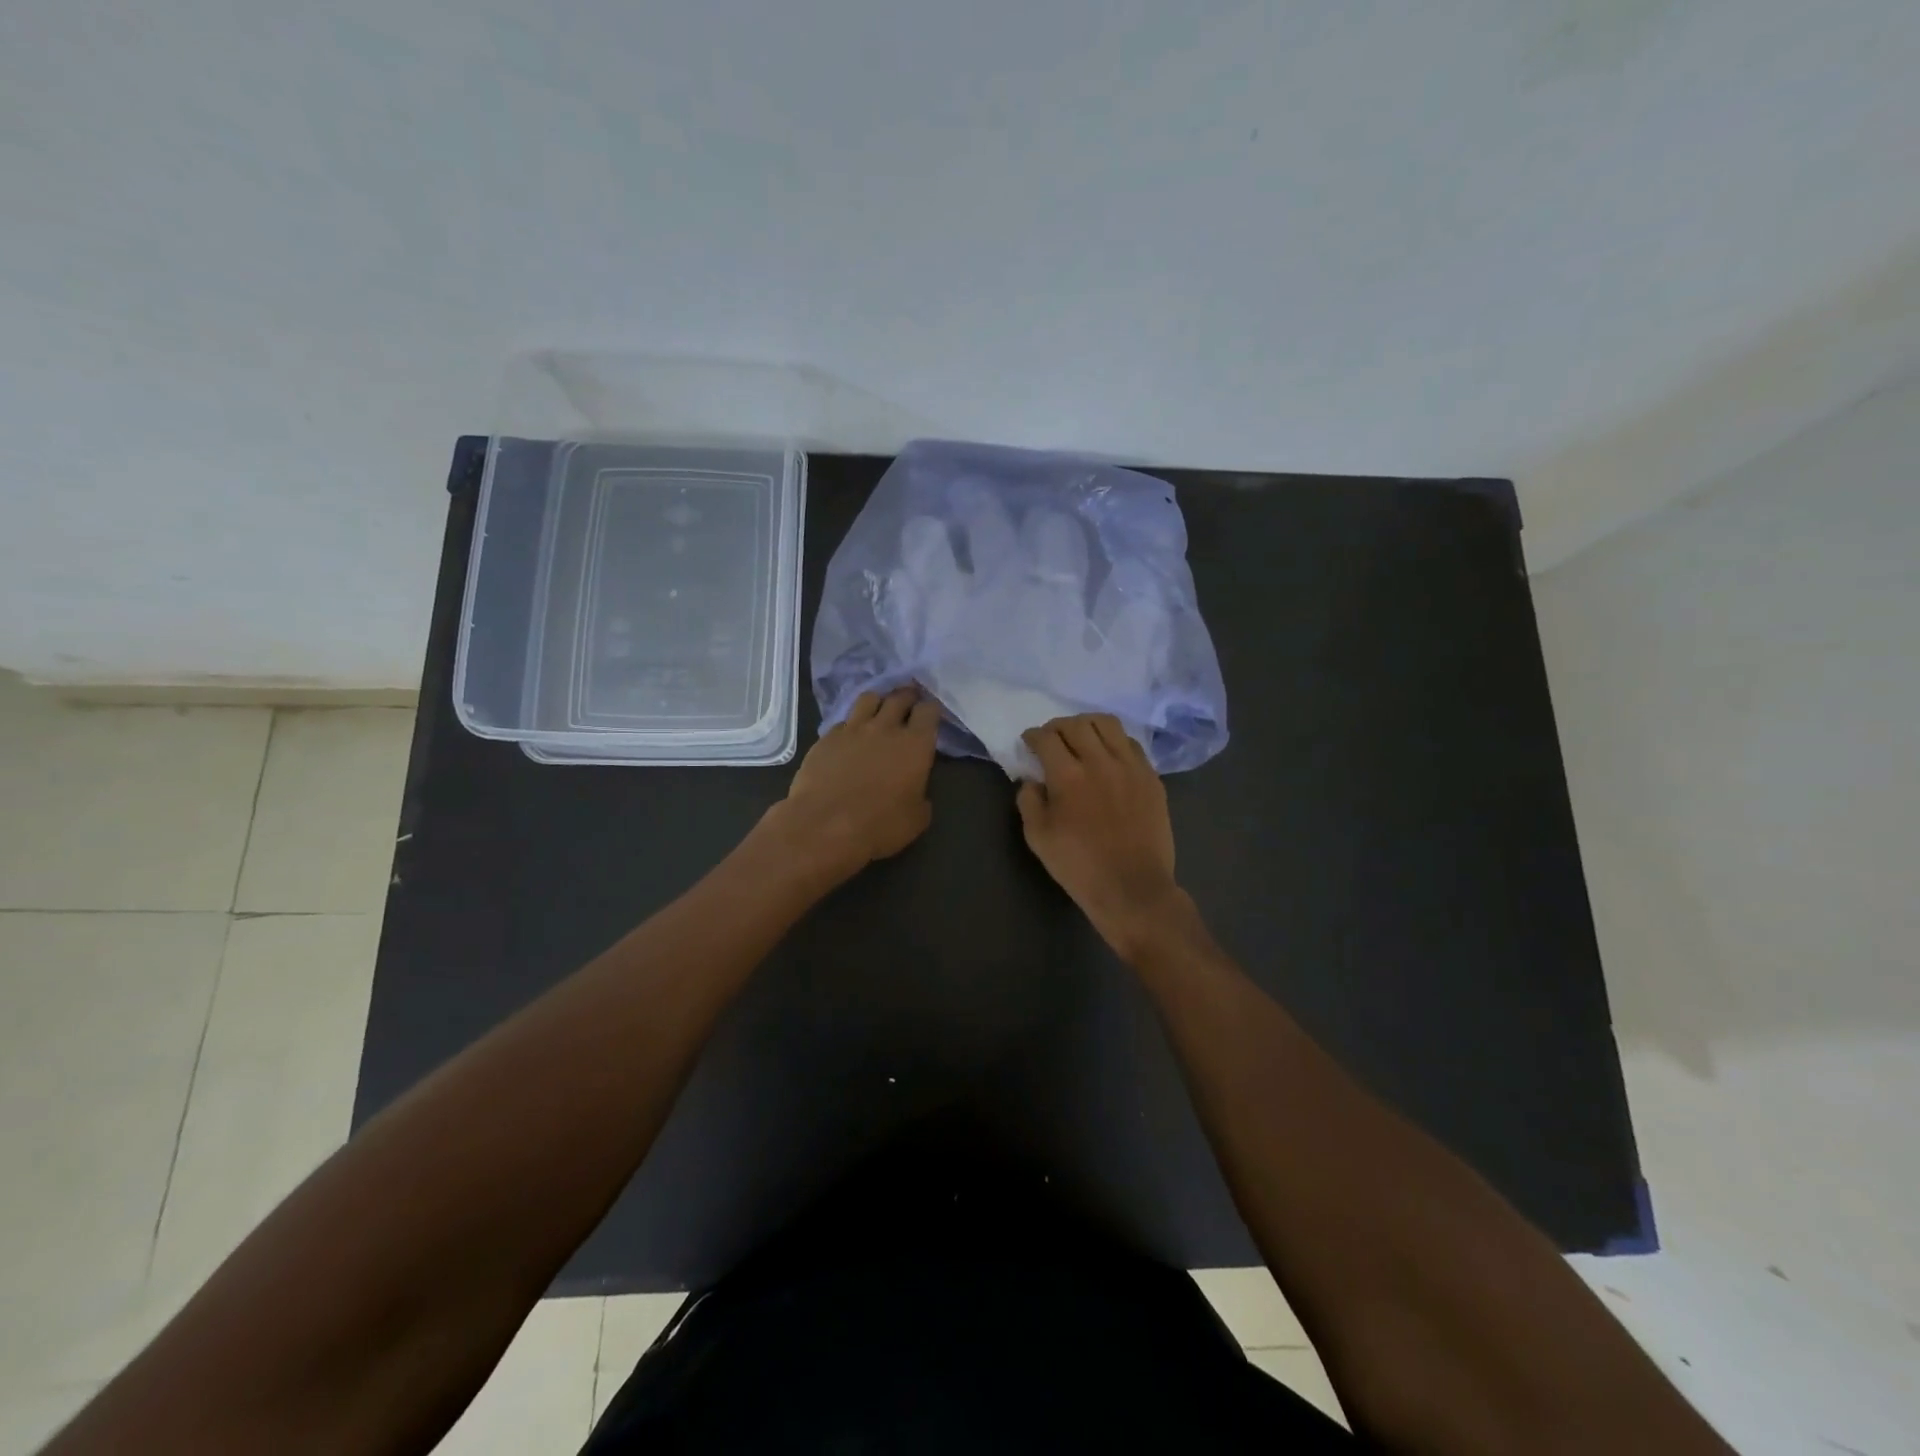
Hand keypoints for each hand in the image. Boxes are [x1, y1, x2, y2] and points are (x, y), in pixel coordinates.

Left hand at [765, 687, 940, 882]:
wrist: (825, 825)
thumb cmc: (879, 825)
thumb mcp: (916, 818)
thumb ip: (920, 796)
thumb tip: (915, 790)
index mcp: (915, 744)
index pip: (928, 711)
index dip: (930, 710)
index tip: (931, 715)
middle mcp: (886, 728)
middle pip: (899, 697)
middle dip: (907, 696)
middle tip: (909, 701)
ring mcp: (853, 729)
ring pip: (868, 698)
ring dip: (878, 701)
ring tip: (879, 709)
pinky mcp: (826, 738)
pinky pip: (843, 721)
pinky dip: (851, 724)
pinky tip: (850, 735)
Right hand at [1016, 715, 1185, 958]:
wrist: (1132, 888)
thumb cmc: (1079, 866)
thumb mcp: (1038, 837)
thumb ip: (1029, 801)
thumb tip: (1032, 780)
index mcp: (1068, 776)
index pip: (1046, 738)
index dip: (1033, 735)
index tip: (1029, 742)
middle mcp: (1100, 761)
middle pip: (1076, 724)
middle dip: (1057, 726)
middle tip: (1052, 739)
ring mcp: (1130, 766)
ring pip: (1107, 724)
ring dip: (1088, 725)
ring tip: (1081, 737)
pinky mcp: (1151, 777)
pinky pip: (1131, 744)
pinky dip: (1114, 741)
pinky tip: (1108, 755)